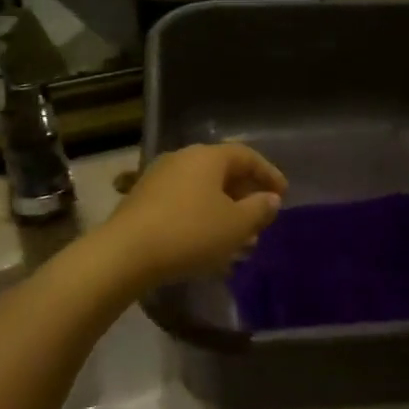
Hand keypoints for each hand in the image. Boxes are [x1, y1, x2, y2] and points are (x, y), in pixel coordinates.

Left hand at [99, 143, 285, 287]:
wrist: (125, 253)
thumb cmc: (190, 233)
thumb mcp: (236, 225)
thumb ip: (259, 209)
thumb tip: (271, 199)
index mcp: (208, 157)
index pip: (246, 156)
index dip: (269, 174)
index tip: (283, 195)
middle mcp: (182, 159)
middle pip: (223, 172)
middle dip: (245, 196)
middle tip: (260, 220)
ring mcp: (159, 178)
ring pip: (203, 191)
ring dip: (224, 211)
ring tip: (239, 241)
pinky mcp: (143, 200)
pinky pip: (184, 203)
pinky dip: (202, 218)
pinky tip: (208, 246)